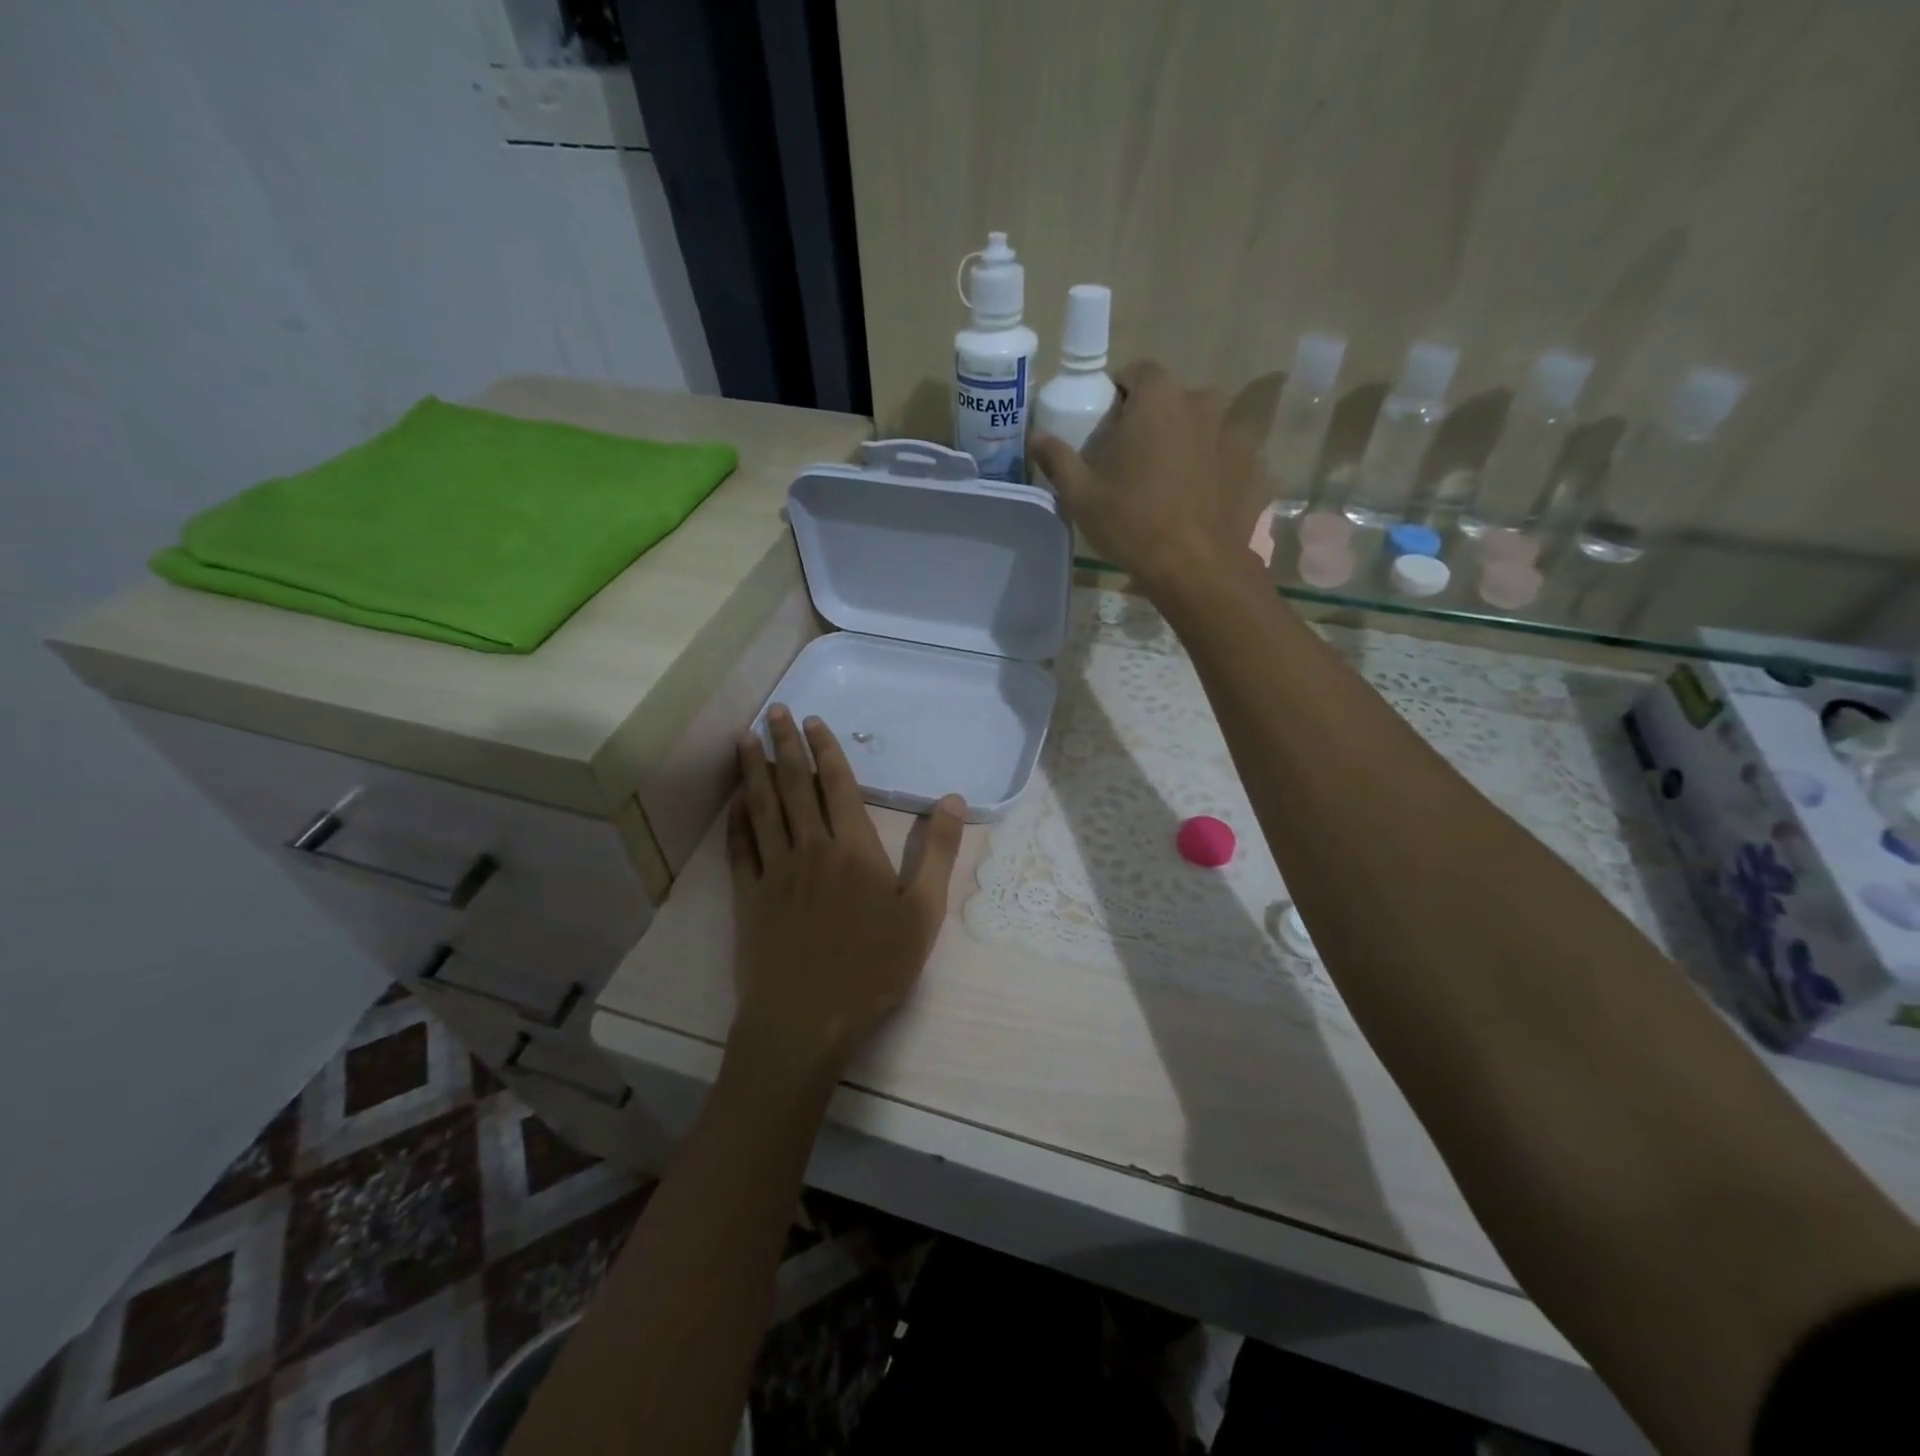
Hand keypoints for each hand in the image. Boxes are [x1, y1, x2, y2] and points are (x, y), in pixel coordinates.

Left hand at [727, 706, 965, 1080]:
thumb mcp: (923, 912)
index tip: (812, 719)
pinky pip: (740, 849)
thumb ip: (939, 853)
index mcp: (853, 848)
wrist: (807, 1020)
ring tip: (745, 739)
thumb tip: (954, 800)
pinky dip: (735, 821)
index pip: (837, 784)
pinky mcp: (749, 898)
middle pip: (795, 786)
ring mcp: (775, 872)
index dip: (825, 749)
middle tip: (774, 710)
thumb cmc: (874, 967)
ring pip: (762, 809)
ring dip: (754, 771)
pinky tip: (734, 804)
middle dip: (785, 745)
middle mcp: (810, 848)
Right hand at [1030, 359, 1265, 597]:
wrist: (1196, 568)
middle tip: (1136, 460)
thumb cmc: (1132, 523)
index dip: (1122, 393)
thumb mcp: (1081, 495)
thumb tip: (1036, 436)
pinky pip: (1228, 459)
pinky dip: (1214, 472)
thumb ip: (1058, 458)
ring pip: (1204, 428)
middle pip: (1173, 400)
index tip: (1111, 424)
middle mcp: (1203, 403)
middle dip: (1155, 420)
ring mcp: (1236, 434)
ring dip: (1187, 444)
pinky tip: (1200, 503)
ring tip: (1171, 484)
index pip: (1138, 372)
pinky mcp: (1255, 467)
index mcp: (1159, 398)